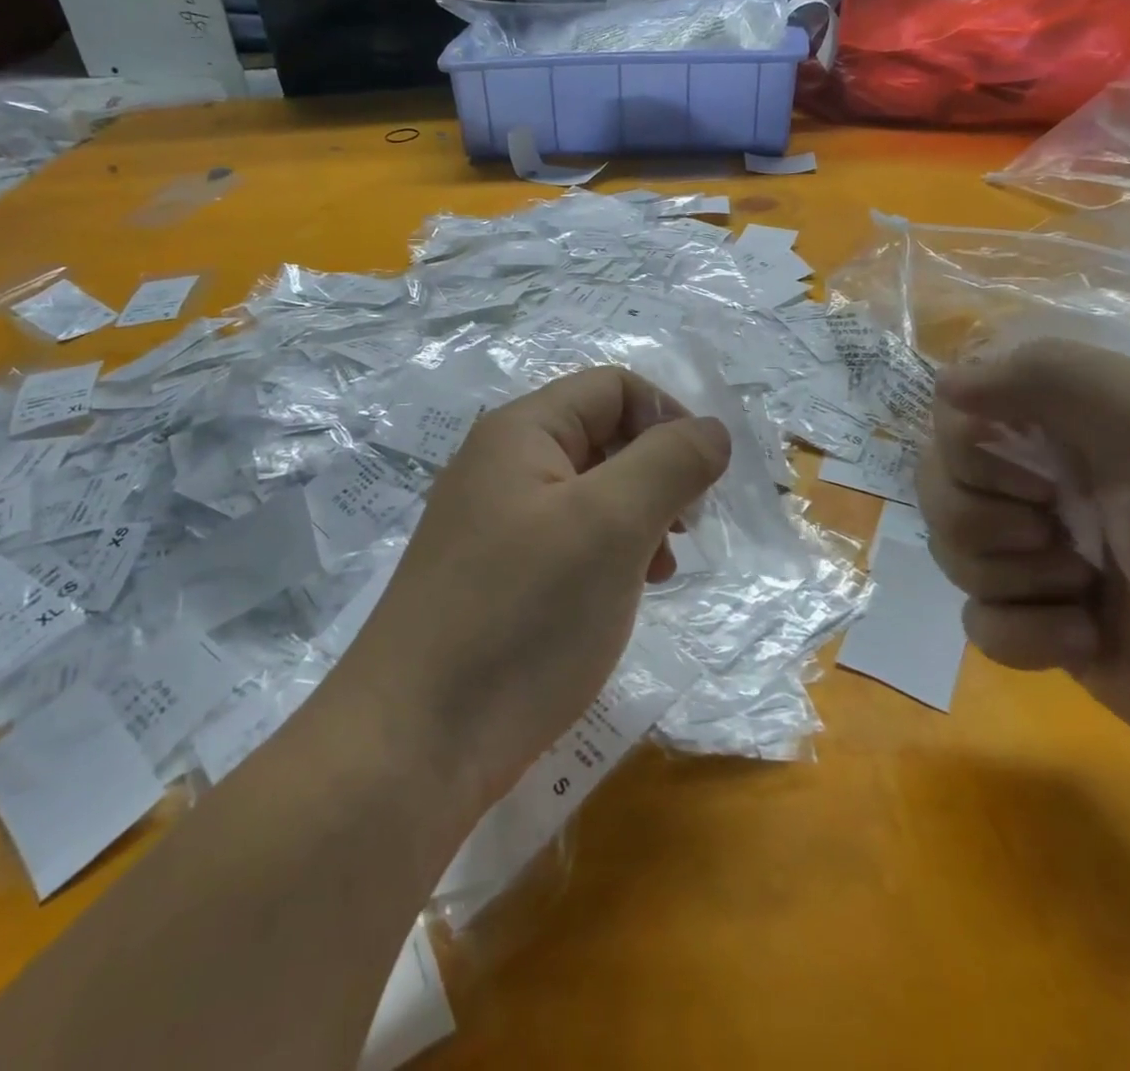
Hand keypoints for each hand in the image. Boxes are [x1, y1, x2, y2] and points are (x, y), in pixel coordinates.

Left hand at [341, 366, 731, 810]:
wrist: (417, 742)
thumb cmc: (523, 615)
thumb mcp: (611, 525)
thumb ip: (670, 462)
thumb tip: (712, 430)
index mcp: (521, 431)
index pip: (614, 387)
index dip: (669, 419)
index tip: (704, 482)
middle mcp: (502, 465)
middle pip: (602, 436)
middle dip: (657, 472)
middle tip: (685, 529)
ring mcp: (494, 523)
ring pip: (590, 492)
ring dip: (638, 517)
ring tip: (660, 568)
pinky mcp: (495, 576)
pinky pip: (567, 539)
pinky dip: (608, 554)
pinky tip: (622, 595)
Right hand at [918, 339, 1129, 786]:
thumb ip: (1048, 377)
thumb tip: (942, 384)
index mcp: (1063, 429)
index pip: (953, 417)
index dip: (969, 451)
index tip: (1036, 477)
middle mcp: (1038, 484)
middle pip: (938, 488)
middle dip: (988, 523)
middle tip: (1061, 535)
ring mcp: (1034, 557)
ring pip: (950, 553)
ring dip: (1015, 579)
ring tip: (1087, 592)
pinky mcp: (1036, 624)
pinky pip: (977, 622)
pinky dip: (1025, 635)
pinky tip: (1084, 640)